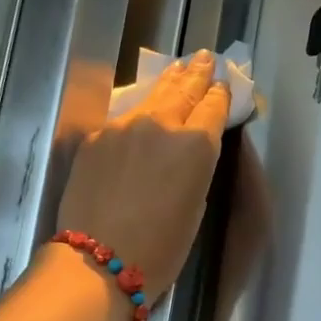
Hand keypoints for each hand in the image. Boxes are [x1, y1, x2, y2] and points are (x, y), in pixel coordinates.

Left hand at [55, 51, 228, 300]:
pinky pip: (123, 116)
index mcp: (196, 145)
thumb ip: (195, 169)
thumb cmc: (159, 250)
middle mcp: (162, 124)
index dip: (222, 95)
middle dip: (198, 74)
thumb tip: (189, 151)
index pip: (214, 107)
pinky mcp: (95, 136)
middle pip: (184, 89)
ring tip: (179, 68)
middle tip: (206, 59)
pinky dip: (137, 109)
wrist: (97, 261)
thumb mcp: (194, 209)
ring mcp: (124, 126)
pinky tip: (141, 105)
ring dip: (169, 81)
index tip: (225, 84)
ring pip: (151, 95)